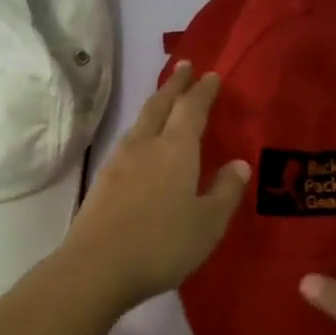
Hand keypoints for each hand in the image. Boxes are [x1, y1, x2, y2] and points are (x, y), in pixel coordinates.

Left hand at [61, 63, 250, 310]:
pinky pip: (128, 142)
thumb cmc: (162, 244)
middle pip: (160, 105)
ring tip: (165, 101)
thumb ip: (225, 191)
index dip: (202, 91)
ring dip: (155, 105)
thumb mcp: (208, 223)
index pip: (191, 108)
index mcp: (175, 149)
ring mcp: (119, 161)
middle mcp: (145, 145)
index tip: (211, 74)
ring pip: (140, 122)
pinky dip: (142, 130)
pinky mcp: (102, 180)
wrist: (97, 267)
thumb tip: (238, 164)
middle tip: (184, 66)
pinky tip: (143, 144)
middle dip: (174, 84)